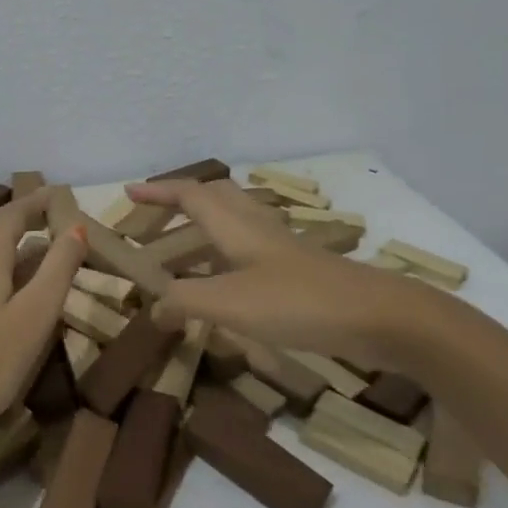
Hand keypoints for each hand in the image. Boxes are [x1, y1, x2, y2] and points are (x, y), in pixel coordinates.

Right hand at [125, 178, 432, 374]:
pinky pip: (250, 248)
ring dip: (204, 226)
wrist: (378, 317)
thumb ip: (186, 301)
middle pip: (216, 197)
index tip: (129, 191)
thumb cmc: (299, 302)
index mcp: (236, 227)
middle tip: (156, 217)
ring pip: (235, 221)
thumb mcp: (231, 304)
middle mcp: (257, 228)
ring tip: (182, 250)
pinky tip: (226, 282)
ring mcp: (281, 248)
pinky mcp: (298, 270)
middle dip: (182, 200)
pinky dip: (226, 254)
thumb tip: (152, 305)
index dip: (158, 192)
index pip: (190, 196)